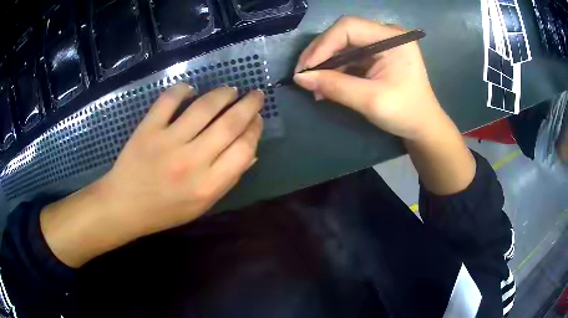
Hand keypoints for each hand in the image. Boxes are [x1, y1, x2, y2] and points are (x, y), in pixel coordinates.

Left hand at [102, 84, 262, 234]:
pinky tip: (190, 89)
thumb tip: (251, 153)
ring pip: (204, 107)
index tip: (258, 118)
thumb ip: (227, 180)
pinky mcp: (148, 129)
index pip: (243, 149)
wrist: (125, 207)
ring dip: (223, 94)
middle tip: (256, 95)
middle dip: (249, 105)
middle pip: (229, 124)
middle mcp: (191, 162)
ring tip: (230, 90)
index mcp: (208, 185)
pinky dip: (182, 89)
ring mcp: (168, 142)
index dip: (255, 129)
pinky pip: (169, 100)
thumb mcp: (201, 205)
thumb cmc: (165, 211)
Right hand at [294, 16, 475, 195]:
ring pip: (342, 44)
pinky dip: (334, 69)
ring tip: (311, 84)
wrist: (422, 126)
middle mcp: (386, 34)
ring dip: (325, 62)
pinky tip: (324, 84)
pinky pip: (348, 55)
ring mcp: (381, 43)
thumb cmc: (405, 113)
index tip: (306, 68)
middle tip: (303, 75)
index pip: (348, 27)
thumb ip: (336, 87)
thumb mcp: (371, 101)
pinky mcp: (376, 54)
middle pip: (343, 33)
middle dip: (320, 53)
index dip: (323, 44)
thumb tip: (300, 78)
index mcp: (393, 38)